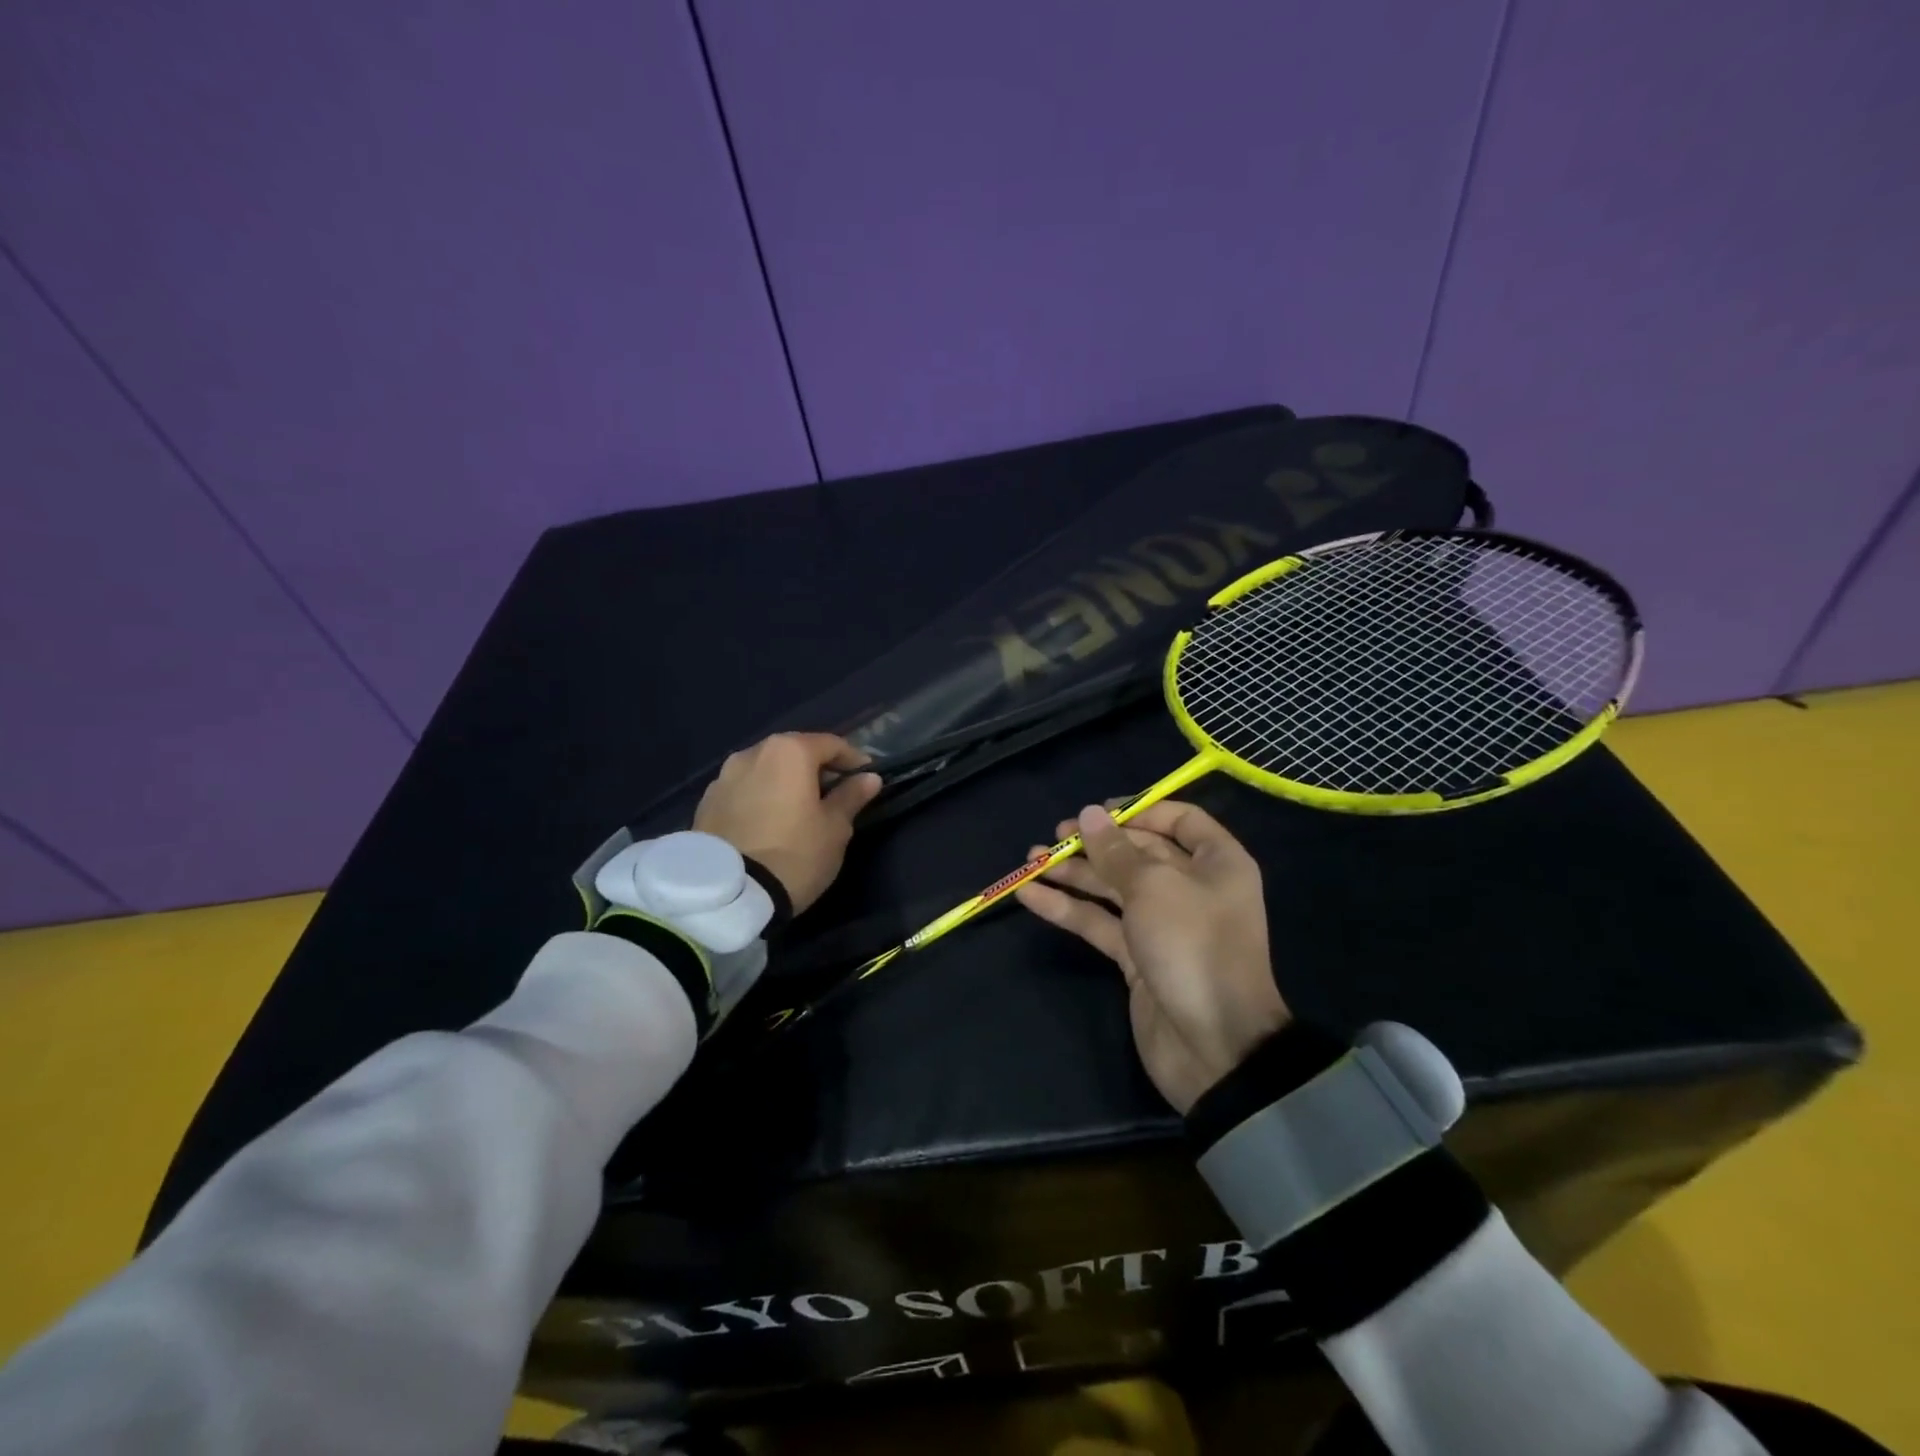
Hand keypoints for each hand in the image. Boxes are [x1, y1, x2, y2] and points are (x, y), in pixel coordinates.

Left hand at [692, 733, 881, 914]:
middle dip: (817, 769)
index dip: (853, 759)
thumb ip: (851, 796)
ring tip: (799, 810)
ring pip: (766, 771)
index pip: (831, 744)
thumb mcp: (835, 828)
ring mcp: (723, 777)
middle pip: (794, 753)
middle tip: (834, 794)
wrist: (728, 895)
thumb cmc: (795, 854)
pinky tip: (769, 823)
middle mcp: (752, 753)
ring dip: (785, 783)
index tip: (866, 778)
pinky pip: (743, 791)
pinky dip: (761, 798)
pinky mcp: (706, 803)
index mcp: (789, 751)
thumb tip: (869, 778)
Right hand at [1015, 800, 1288, 1111]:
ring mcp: (1162, 924)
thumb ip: (1116, 851)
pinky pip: (1100, 922)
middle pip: (1139, 853)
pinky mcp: (1137, 957)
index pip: (1180, 820)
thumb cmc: (1193, 947)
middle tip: (1055, 836)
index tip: (1098, 812)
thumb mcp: (1154, 888)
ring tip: (1031, 860)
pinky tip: (1031, 895)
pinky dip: (1069, 908)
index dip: (1140, 810)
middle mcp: (1191, 887)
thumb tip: (1088, 814)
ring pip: (1113, 888)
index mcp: (1216, 863)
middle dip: (1096, 843)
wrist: (1214, 1048)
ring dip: (1075, 874)